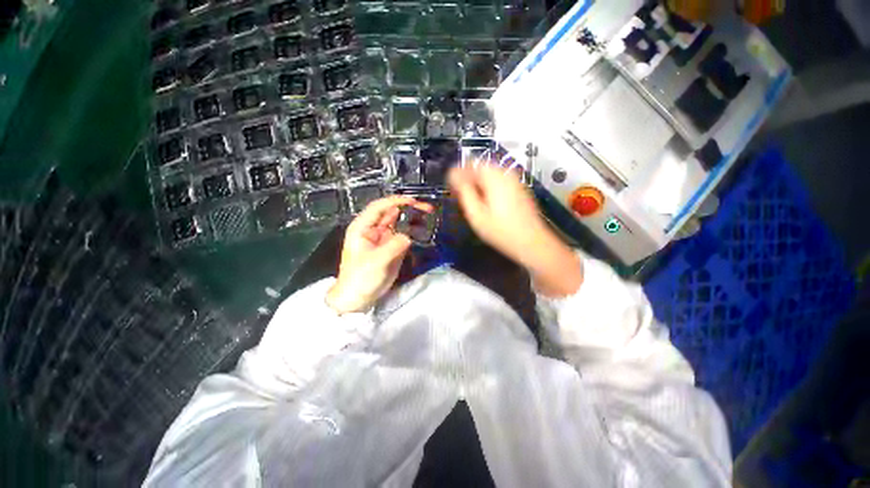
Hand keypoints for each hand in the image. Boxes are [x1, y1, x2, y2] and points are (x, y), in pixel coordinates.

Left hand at [326, 196, 433, 313]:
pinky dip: (413, 232)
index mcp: (363, 228)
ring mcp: (384, 239)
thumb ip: (394, 246)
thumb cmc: (360, 278)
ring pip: (399, 223)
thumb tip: (409, 236)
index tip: (413, 201)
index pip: (379, 207)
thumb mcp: (376, 261)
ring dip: (412, 219)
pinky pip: (404, 236)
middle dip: (408, 208)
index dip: (395, 201)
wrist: (358, 298)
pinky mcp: (392, 248)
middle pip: (392, 213)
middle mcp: (374, 230)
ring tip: (428, 216)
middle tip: (427, 208)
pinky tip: (423, 229)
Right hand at [447, 165, 549, 265]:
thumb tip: (453, 175)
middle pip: (481, 167)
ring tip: (472, 199)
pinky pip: (500, 181)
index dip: (458, 173)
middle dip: (468, 178)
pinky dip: (489, 187)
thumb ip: (464, 191)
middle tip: (460, 194)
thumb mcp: (476, 214)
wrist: (531, 242)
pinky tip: (487, 202)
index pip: (470, 164)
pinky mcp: (519, 189)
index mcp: (494, 177)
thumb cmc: (500, 231)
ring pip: (491, 174)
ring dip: (479, 183)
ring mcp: (515, 181)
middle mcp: (506, 174)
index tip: (451, 186)